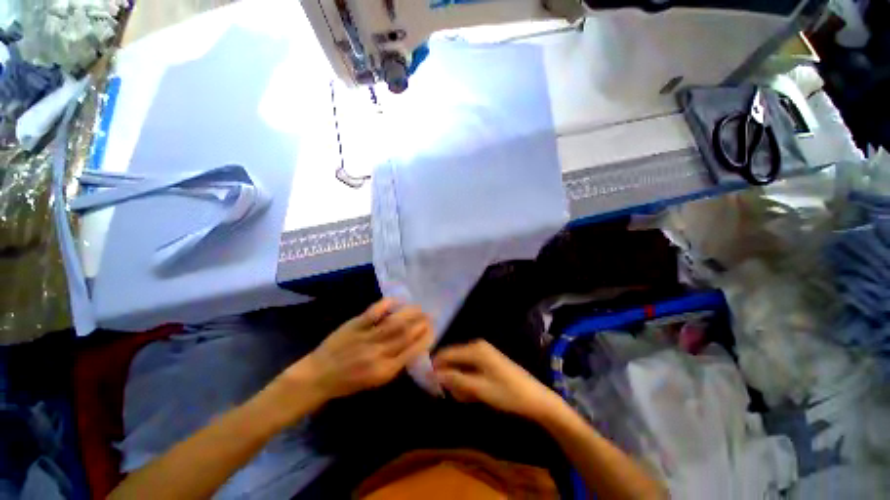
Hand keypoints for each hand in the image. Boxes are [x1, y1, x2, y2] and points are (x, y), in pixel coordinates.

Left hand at [289, 299, 433, 401]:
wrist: (317, 377)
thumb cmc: (348, 383)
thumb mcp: (375, 381)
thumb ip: (395, 364)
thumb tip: (413, 346)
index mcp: (384, 371)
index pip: (412, 351)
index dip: (425, 338)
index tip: (433, 330)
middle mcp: (378, 354)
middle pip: (406, 334)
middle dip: (421, 323)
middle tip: (430, 316)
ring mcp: (366, 337)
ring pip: (394, 322)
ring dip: (410, 313)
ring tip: (419, 308)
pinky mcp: (354, 325)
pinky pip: (374, 312)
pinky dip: (387, 304)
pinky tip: (397, 300)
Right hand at [433, 340, 561, 420]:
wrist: (535, 398)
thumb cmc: (507, 393)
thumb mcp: (479, 389)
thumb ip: (455, 380)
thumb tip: (434, 373)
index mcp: (475, 349)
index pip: (447, 353)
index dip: (436, 366)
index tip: (427, 381)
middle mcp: (477, 346)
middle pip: (454, 358)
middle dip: (449, 376)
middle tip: (449, 394)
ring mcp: (484, 352)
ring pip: (462, 365)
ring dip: (459, 381)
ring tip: (463, 397)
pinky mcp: (488, 361)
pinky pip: (470, 368)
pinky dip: (467, 380)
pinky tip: (472, 393)